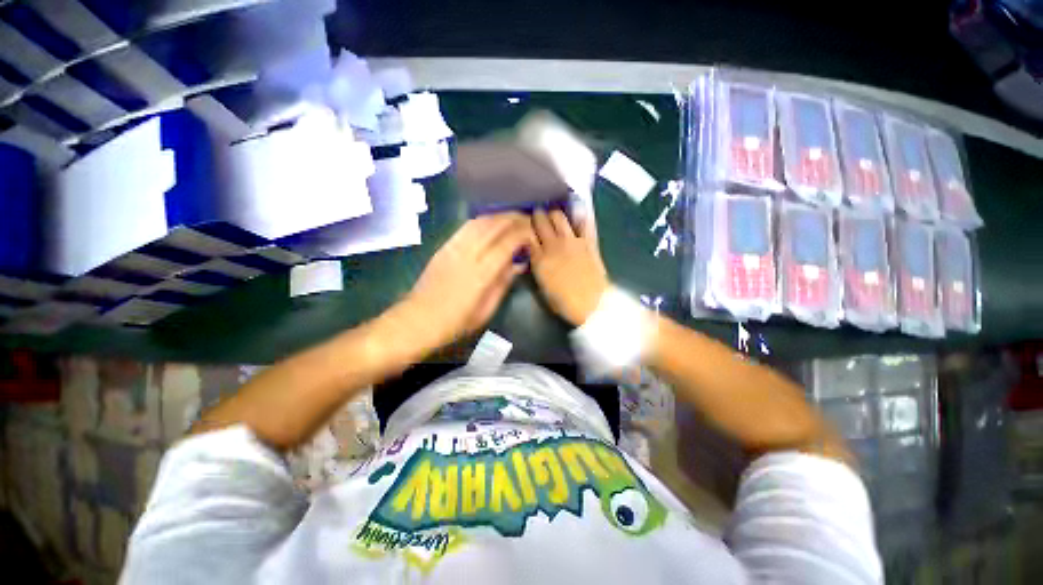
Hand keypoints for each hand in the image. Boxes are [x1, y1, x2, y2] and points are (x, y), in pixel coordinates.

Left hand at [396, 213, 535, 350]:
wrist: (418, 320)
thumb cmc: (456, 322)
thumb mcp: (486, 310)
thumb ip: (503, 284)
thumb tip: (519, 265)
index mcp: (482, 273)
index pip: (508, 243)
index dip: (523, 234)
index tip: (534, 233)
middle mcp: (469, 254)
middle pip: (495, 226)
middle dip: (514, 219)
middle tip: (528, 220)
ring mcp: (454, 248)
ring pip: (480, 222)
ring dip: (499, 216)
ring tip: (512, 218)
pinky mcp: (444, 246)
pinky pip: (466, 227)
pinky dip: (482, 220)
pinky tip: (490, 222)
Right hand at [530, 209, 609, 326]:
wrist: (592, 304)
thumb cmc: (565, 303)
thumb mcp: (543, 288)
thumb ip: (538, 269)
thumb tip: (535, 257)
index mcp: (539, 259)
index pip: (526, 235)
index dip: (524, 229)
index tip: (524, 227)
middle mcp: (553, 245)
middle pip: (541, 221)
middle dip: (537, 216)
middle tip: (537, 216)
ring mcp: (572, 241)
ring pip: (559, 216)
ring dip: (554, 214)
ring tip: (554, 215)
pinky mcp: (589, 241)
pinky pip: (583, 222)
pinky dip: (579, 216)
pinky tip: (577, 212)